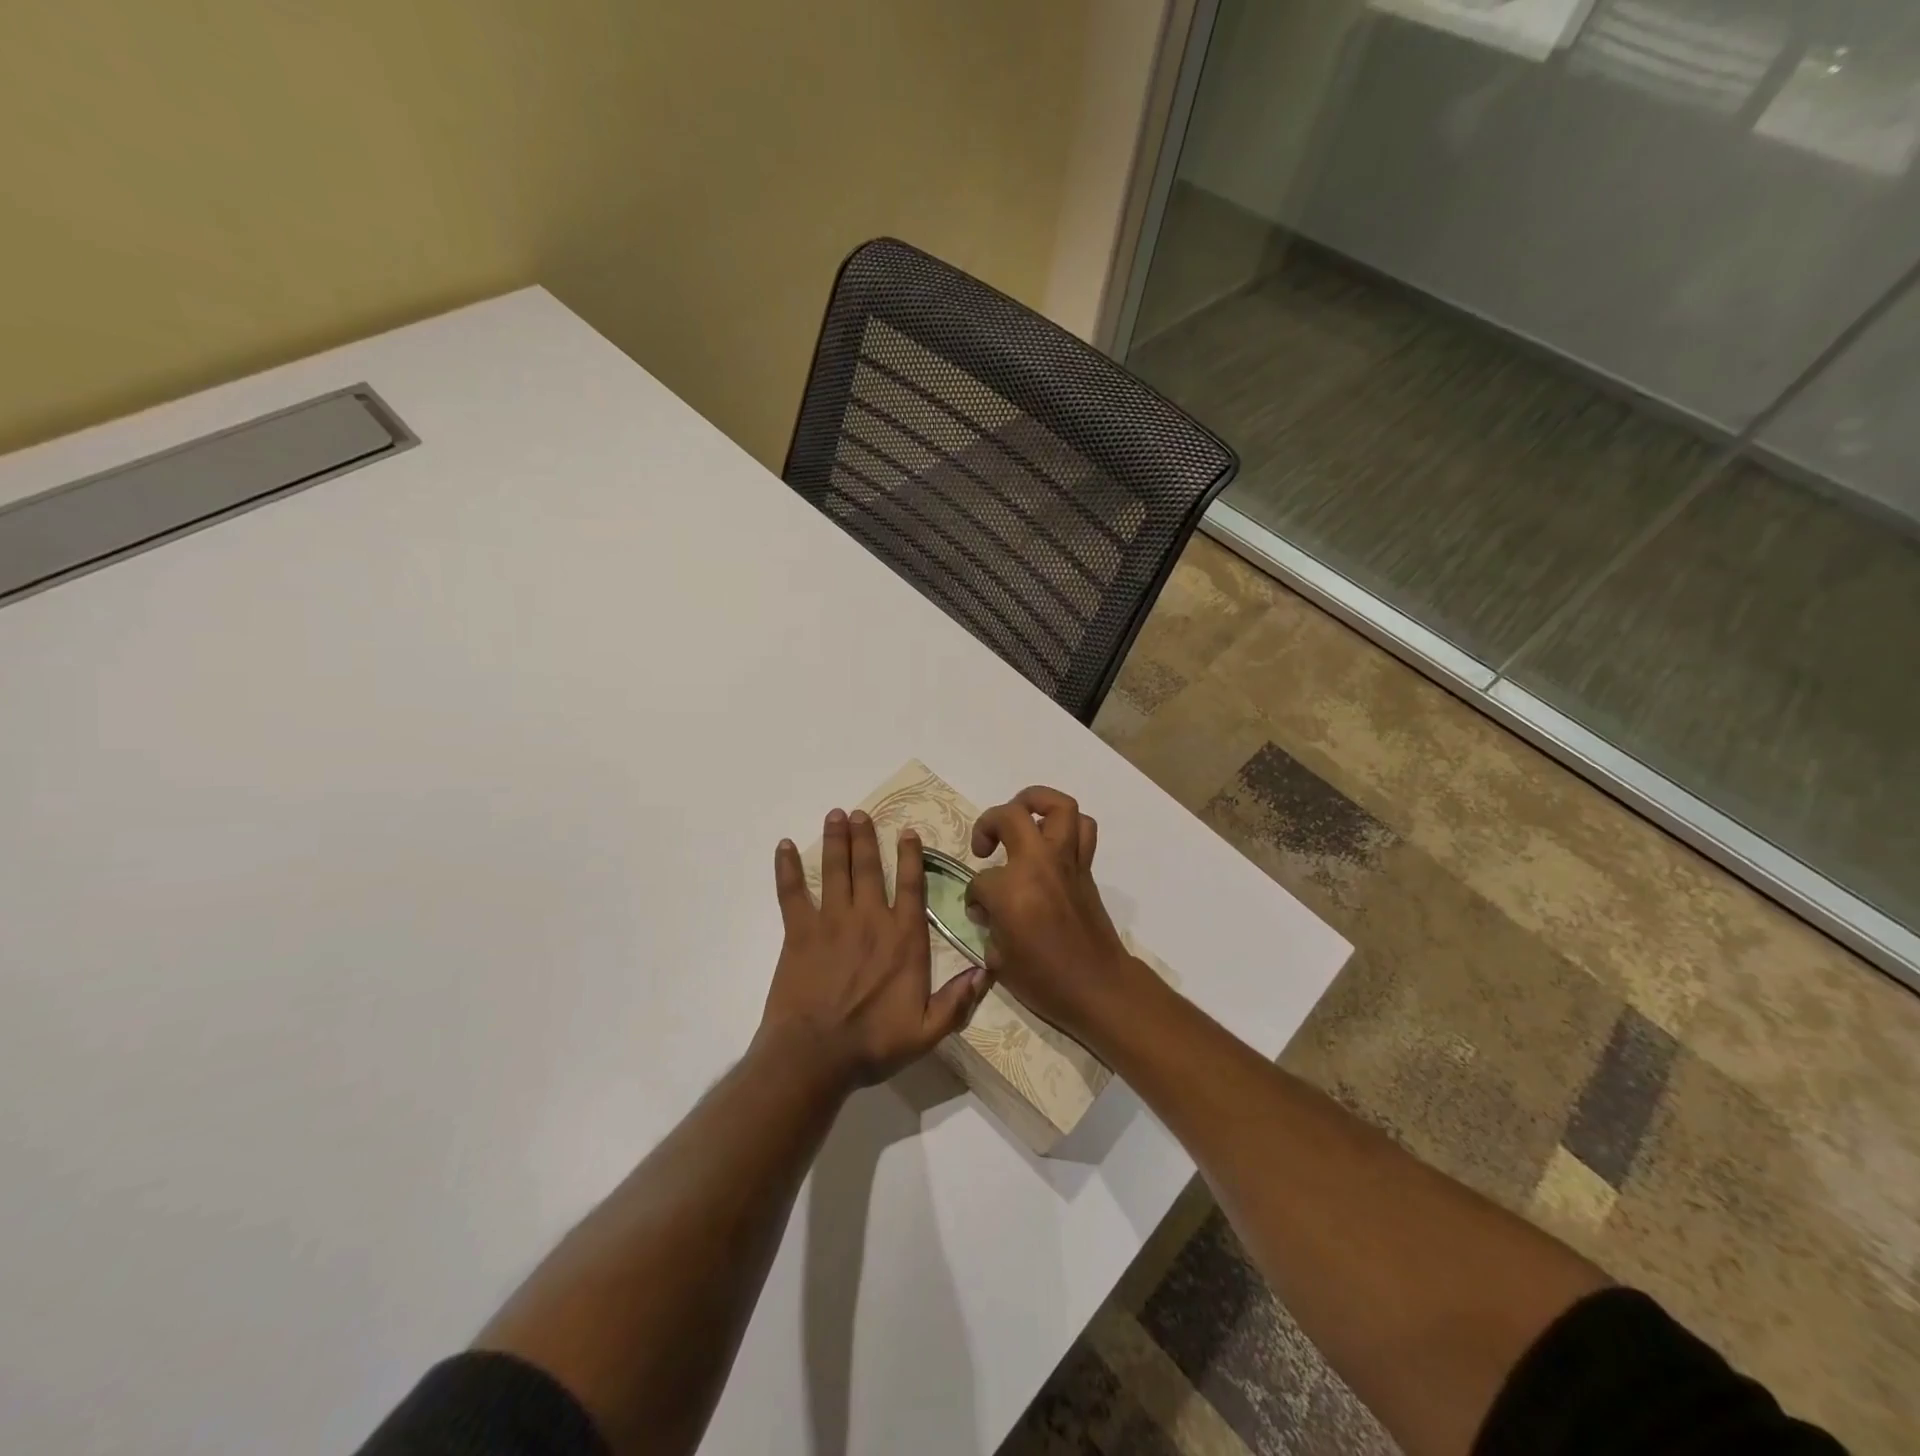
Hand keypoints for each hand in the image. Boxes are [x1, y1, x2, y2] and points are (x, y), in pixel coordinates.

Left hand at [759, 808, 987, 1088]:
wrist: (816, 1055)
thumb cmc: (874, 1043)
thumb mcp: (928, 1030)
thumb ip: (958, 1000)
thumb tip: (988, 971)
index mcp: (903, 938)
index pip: (911, 887)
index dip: (910, 856)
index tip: (907, 831)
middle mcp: (870, 919)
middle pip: (869, 868)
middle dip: (866, 837)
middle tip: (860, 812)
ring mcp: (832, 921)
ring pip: (835, 871)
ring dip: (835, 841)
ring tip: (835, 815)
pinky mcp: (799, 932)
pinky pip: (792, 892)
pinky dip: (786, 868)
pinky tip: (783, 846)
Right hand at [964, 787, 1145, 1044]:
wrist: (1098, 987)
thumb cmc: (1044, 981)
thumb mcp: (998, 959)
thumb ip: (989, 925)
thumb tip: (989, 910)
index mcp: (1011, 890)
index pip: (980, 880)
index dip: (975, 898)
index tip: (981, 914)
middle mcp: (1039, 865)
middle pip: (1011, 816)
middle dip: (989, 823)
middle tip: (985, 846)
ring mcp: (1067, 862)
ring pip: (1058, 806)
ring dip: (1035, 803)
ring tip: (1021, 818)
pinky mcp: (1086, 868)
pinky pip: (1082, 830)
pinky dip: (1066, 826)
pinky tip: (1049, 843)